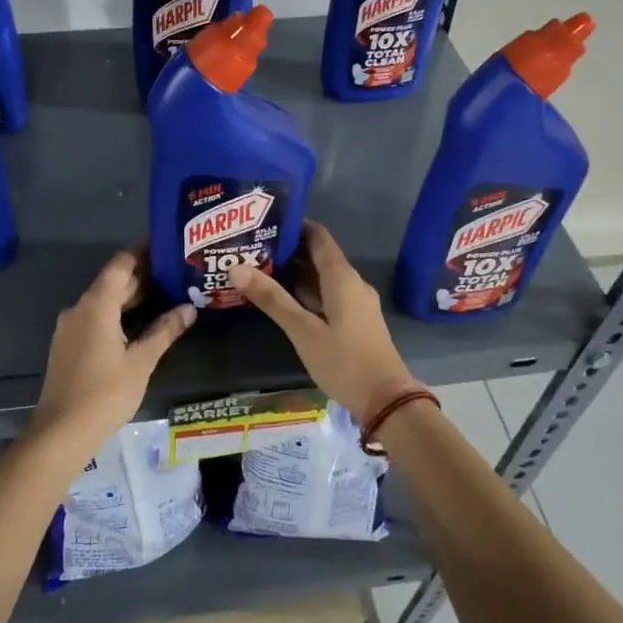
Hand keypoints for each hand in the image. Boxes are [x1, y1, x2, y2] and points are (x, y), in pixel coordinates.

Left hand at [32, 250, 195, 449]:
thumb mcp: (141, 362)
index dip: (142, 253)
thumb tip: (189, 308)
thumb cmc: (105, 393)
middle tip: (176, 275)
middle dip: (142, 277)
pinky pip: (95, 318)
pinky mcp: (67, 345)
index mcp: (96, 305)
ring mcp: (69, 328)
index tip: (167, 247)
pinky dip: (117, 315)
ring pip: (103, 302)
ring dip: (130, 298)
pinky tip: (138, 326)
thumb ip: (165, 331)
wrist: (61, 432)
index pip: (121, 264)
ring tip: (165, 298)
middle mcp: (79, 308)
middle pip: (112, 282)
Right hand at [230, 221, 413, 420]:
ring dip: (295, 274)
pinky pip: (328, 296)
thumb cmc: (344, 361)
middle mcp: (352, 283)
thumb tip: (236, 268)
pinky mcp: (355, 321)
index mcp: (342, 278)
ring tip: (259, 271)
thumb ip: (272, 299)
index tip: (265, 222)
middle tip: (252, 248)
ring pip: (322, 279)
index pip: (318, 237)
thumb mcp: (303, 331)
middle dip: (288, 251)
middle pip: (319, 256)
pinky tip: (283, 301)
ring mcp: (356, 303)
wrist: (386, 400)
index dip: (295, 226)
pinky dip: (306, 293)